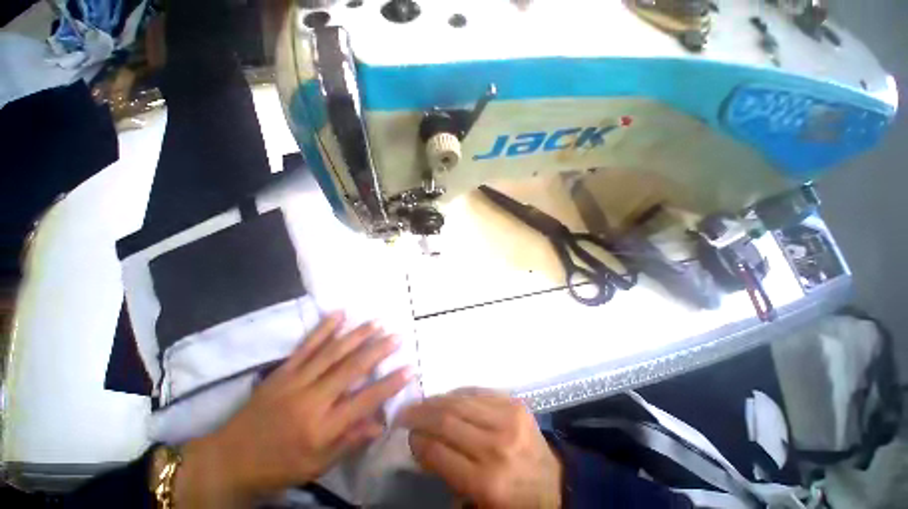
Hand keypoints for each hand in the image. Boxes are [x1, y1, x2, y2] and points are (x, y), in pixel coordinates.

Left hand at [174, 312, 413, 506]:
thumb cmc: (278, 467)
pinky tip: (339, 314)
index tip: (409, 368)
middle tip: (397, 335)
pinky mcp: (282, 371)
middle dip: (378, 350)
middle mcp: (311, 400)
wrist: (227, 461)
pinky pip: (307, 345)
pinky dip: (324, 328)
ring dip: (357, 335)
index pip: (364, 401)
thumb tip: (381, 421)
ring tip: (376, 322)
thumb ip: (351, 441)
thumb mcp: (318, 466)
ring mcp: (295, 381)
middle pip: (351, 369)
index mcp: (321, 428)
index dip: (389, 384)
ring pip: (332, 352)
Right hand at [398, 388, 562, 508]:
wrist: (554, 484)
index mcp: (487, 482)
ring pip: (461, 401)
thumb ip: (447, 473)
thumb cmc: (513, 501)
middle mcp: (496, 446)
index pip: (439, 452)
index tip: (408, 435)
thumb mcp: (477, 503)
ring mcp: (508, 419)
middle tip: (406, 411)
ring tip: (423, 402)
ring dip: (437, 400)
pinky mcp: (516, 403)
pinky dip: (458, 394)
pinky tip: (448, 397)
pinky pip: (478, 392)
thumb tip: (423, 443)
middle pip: (448, 420)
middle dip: (421, 414)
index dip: (418, 440)